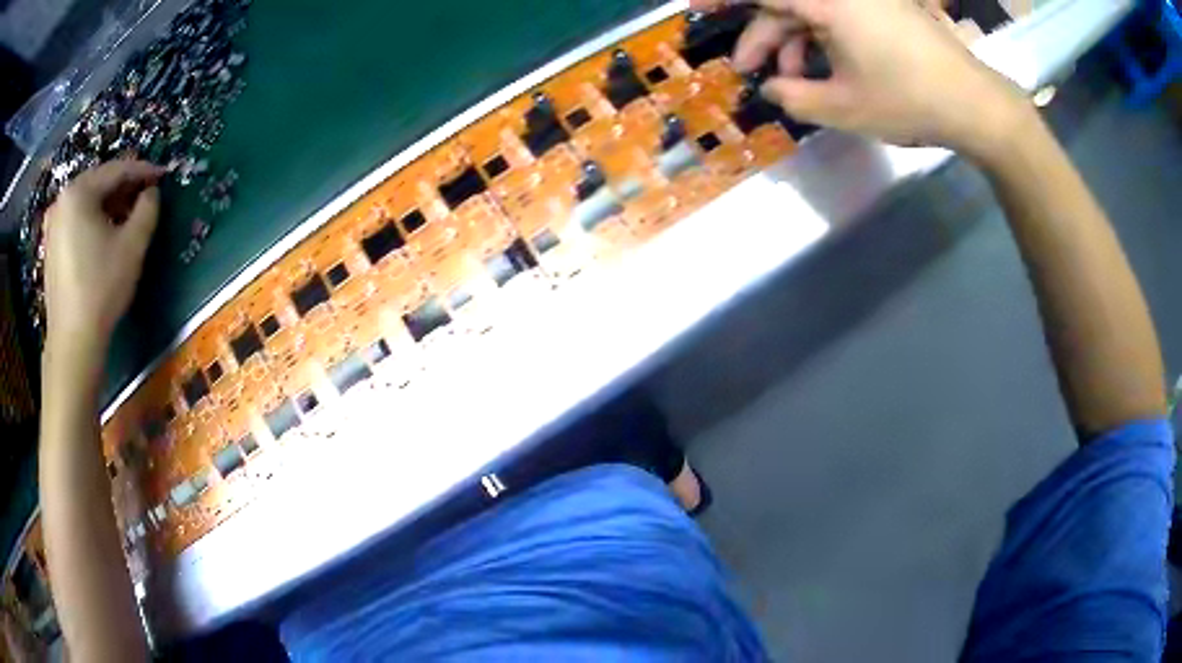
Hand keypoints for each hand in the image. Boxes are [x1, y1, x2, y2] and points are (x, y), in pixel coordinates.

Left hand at [43, 160, 163, 357]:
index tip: (163, 175)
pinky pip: (75, 220)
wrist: (72, 342)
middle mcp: (62, 199)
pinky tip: (103, 234)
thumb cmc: (101, 289)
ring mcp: (52, 224)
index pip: (117, 170)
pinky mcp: (50, 246)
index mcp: (79, 191)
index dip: (143, 171)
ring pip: (86, 202)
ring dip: (108, 205)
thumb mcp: (133, 245)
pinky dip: (92, 221)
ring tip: (126, 216)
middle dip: (124, 188)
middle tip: (145, 196)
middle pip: (99, 183)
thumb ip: (147, 209)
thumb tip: (151, 192)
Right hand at [690, 0, 1031, 158]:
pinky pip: (838, 18)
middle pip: (786, 4)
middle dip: (763, 36)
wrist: (975, 105)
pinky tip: (824, 72)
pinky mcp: (884, 12)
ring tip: (792, 83)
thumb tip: (770, 88)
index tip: (696, 8)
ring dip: (794, 44)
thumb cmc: (909, 101)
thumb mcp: (842, 107)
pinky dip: (823, 41)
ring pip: (812, 14)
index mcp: (829, 2)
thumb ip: (793, 97)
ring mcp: (867, 1)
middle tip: (749, 71)